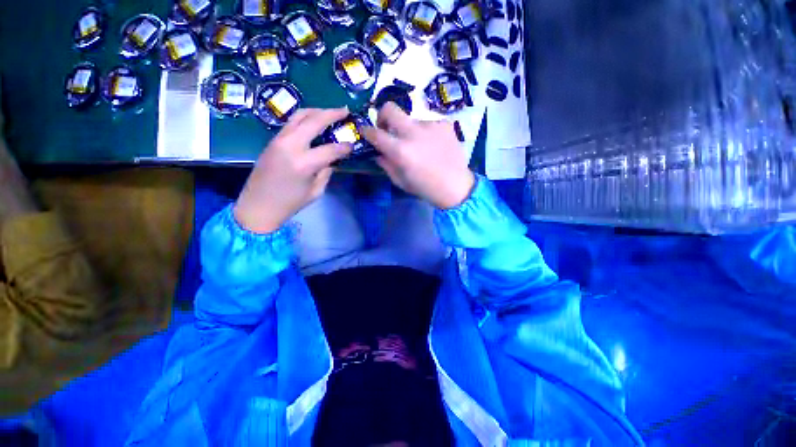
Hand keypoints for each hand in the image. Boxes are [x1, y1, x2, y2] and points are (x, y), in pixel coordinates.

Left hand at [234, 108, 351, 233]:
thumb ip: (326, 171)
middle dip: (332, 114)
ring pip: (299, 115)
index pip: (331, 149)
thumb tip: (332, 159)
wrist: (258, 206)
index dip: (345, 147)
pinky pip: (291, 123)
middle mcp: (290, 145)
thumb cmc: (290, 203)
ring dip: (317, 111)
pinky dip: (305, 118)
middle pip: (313, 121)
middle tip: (345, 110)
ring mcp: (279, 140)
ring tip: (330, 112)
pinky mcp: (272, 140)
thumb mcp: (316, 191)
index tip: (353, 145)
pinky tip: (314, 122)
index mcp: (304, 163)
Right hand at [363, 102, 474, 209]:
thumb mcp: (400, 181)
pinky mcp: (444, 124)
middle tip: (386, 128)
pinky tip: (433, 145)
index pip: (375, 133)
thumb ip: (386, 164)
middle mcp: (413, 133)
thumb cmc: (425, 188)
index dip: (366, 131)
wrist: (456, 186)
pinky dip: (426, 133)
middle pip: (390, 108)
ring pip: (411, 119)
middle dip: (382, 115)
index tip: (365, 131)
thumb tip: (378, 152)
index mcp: (400, 151)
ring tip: (420, 146)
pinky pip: (428, 124)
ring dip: (409, 130)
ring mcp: (431, 125)